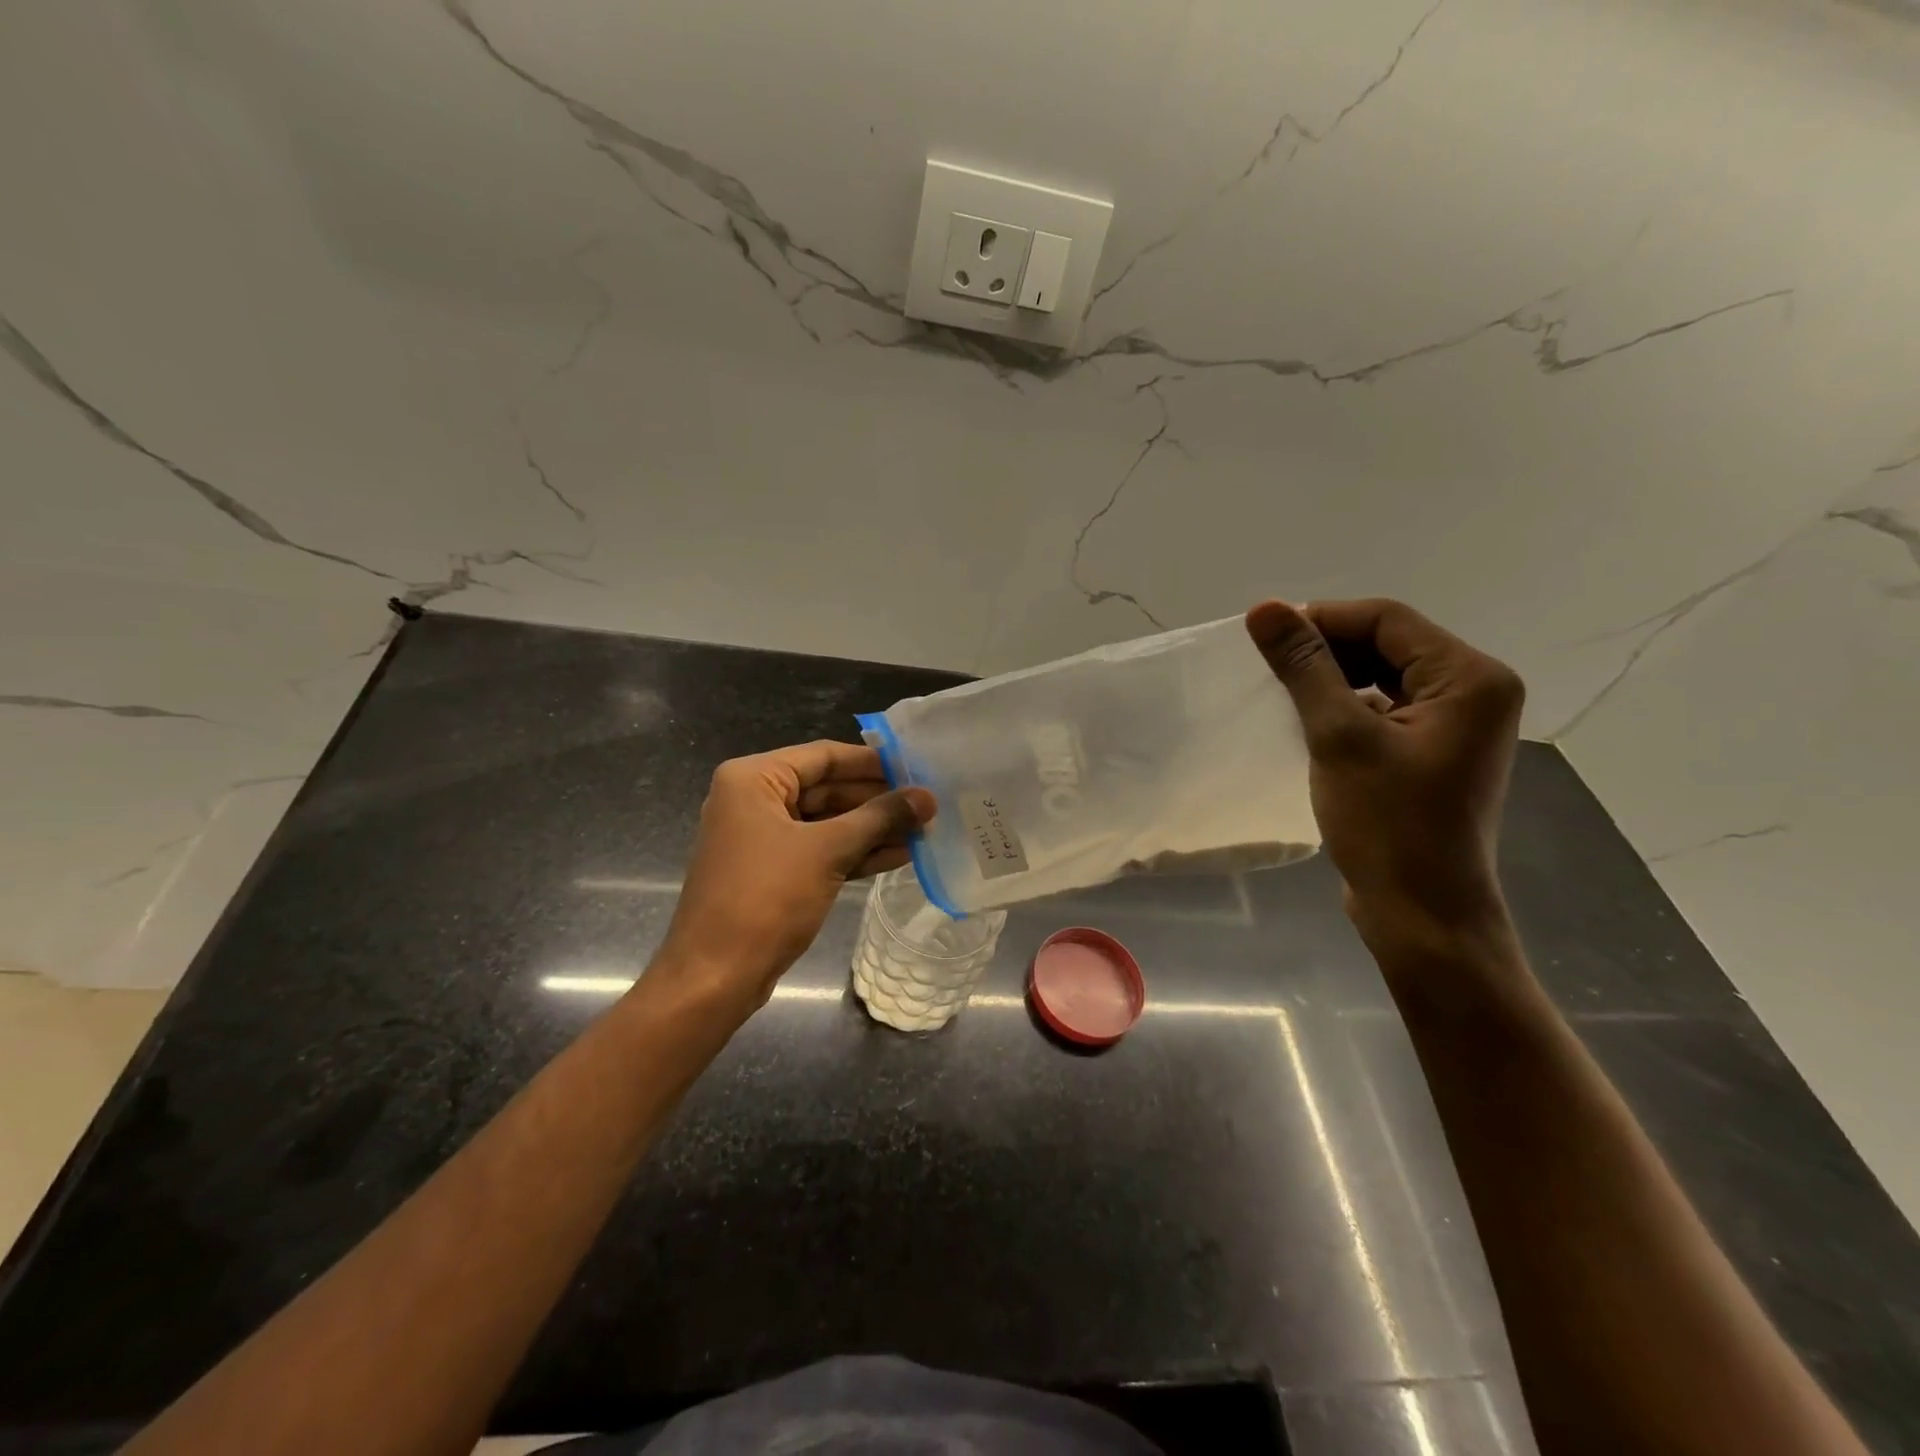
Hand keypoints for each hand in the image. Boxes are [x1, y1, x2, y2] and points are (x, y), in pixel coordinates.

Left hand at [657, 741, 934, 1009]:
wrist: (715, 977)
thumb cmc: (766, 898)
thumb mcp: (827, 851)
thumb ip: (879, 818)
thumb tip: (927, 797)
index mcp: (754, 779)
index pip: (824, 756)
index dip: (873, 762)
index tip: (917, 767)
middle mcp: (754, 799)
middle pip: (828, 788)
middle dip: (878, 800)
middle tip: (927, 803)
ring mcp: (763, 838)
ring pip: (828, 822)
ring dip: (873, 828)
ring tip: (924, 829)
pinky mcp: (774, 871)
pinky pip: (821, 850)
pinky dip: (856, 852)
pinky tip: (900, 855)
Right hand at [1246, 598, 1524, 946]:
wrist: (1421, 915)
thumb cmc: (1387, 825)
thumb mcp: (1340, 737)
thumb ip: (1305, 667)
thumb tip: (1264, 609)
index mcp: (1470, 678)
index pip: (1387, 620)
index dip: (1322, 619)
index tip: (1264, 637)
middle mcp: (1474, 692)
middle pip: (1389, 644)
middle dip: (1326, 649)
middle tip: (1268, 666)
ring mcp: (1456, 725)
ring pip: (1383, 676)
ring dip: (1332, 679)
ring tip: (1281, 693)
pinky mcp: (1432, 753)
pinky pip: (1385, 709)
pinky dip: (1345, 708)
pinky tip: (1307, 724)